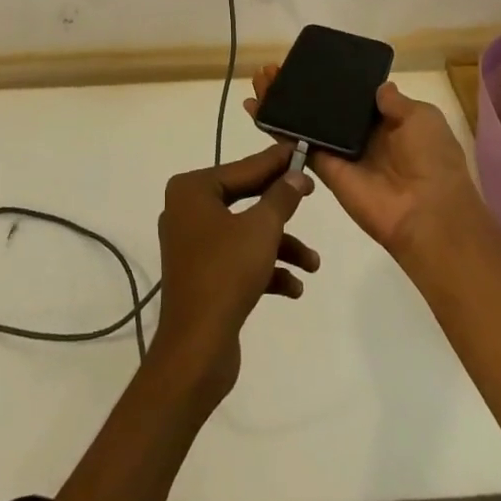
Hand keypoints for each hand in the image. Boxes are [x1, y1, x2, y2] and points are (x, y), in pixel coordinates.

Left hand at [152, 143, 318, 404]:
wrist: (196, 350)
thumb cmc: (226, 274)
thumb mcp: (262, 229)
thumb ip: (281, 197)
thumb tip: (297, 174)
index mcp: (192, 190)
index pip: (243, 167)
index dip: (276, 162)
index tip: (301, 150)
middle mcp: (188, 211)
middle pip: (244, 198)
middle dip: (281, 208)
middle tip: (312, 194)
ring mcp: (193, 245)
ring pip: (245, 233)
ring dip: (280, 246)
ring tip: (312, 263)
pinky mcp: (202, 276)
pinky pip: (238, 260)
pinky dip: (265, 269)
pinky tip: (294, 287)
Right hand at [246, 68, 479, 260]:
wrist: (428, 214)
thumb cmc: (432, 159)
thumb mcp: (422, 118)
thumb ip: (394, 101)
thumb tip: (378, 87)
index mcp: (387, 121)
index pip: (352, 95)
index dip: (330, 80)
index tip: (307, 62)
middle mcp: (361, 136)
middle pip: (322, 107)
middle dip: (298, 89)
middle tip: (272, 69)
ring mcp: (340, 153)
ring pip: (306, 123)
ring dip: (282, 103)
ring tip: (259, 80)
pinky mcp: (326, 170)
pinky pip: (300, 146)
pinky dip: (278, 129)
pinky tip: (257, 109)